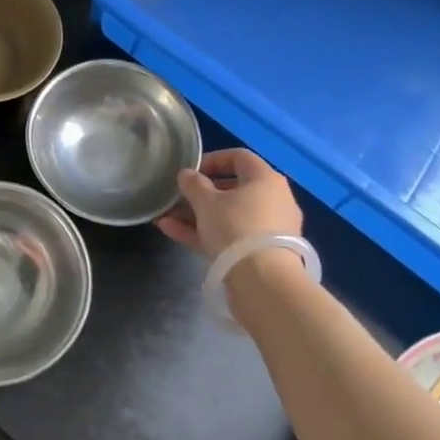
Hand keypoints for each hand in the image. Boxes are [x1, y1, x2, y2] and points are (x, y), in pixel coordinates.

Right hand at [155, 147, 302, 259]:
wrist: (264, 283)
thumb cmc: (236, 228)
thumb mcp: (206, 202)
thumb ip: (193, 184)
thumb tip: (187, 174)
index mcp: (265, 179)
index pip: (239, 157)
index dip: (212, 160)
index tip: (190, 170)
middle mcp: (273, 200)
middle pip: (233, 189)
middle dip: (200, 193)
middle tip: (177, 197)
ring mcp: (269, 229)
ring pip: (229, 215)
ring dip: (197, 215)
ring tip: (166, 217)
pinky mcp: (262, 254)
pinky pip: (231, 236)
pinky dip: (206, 233)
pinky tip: (172, 232)